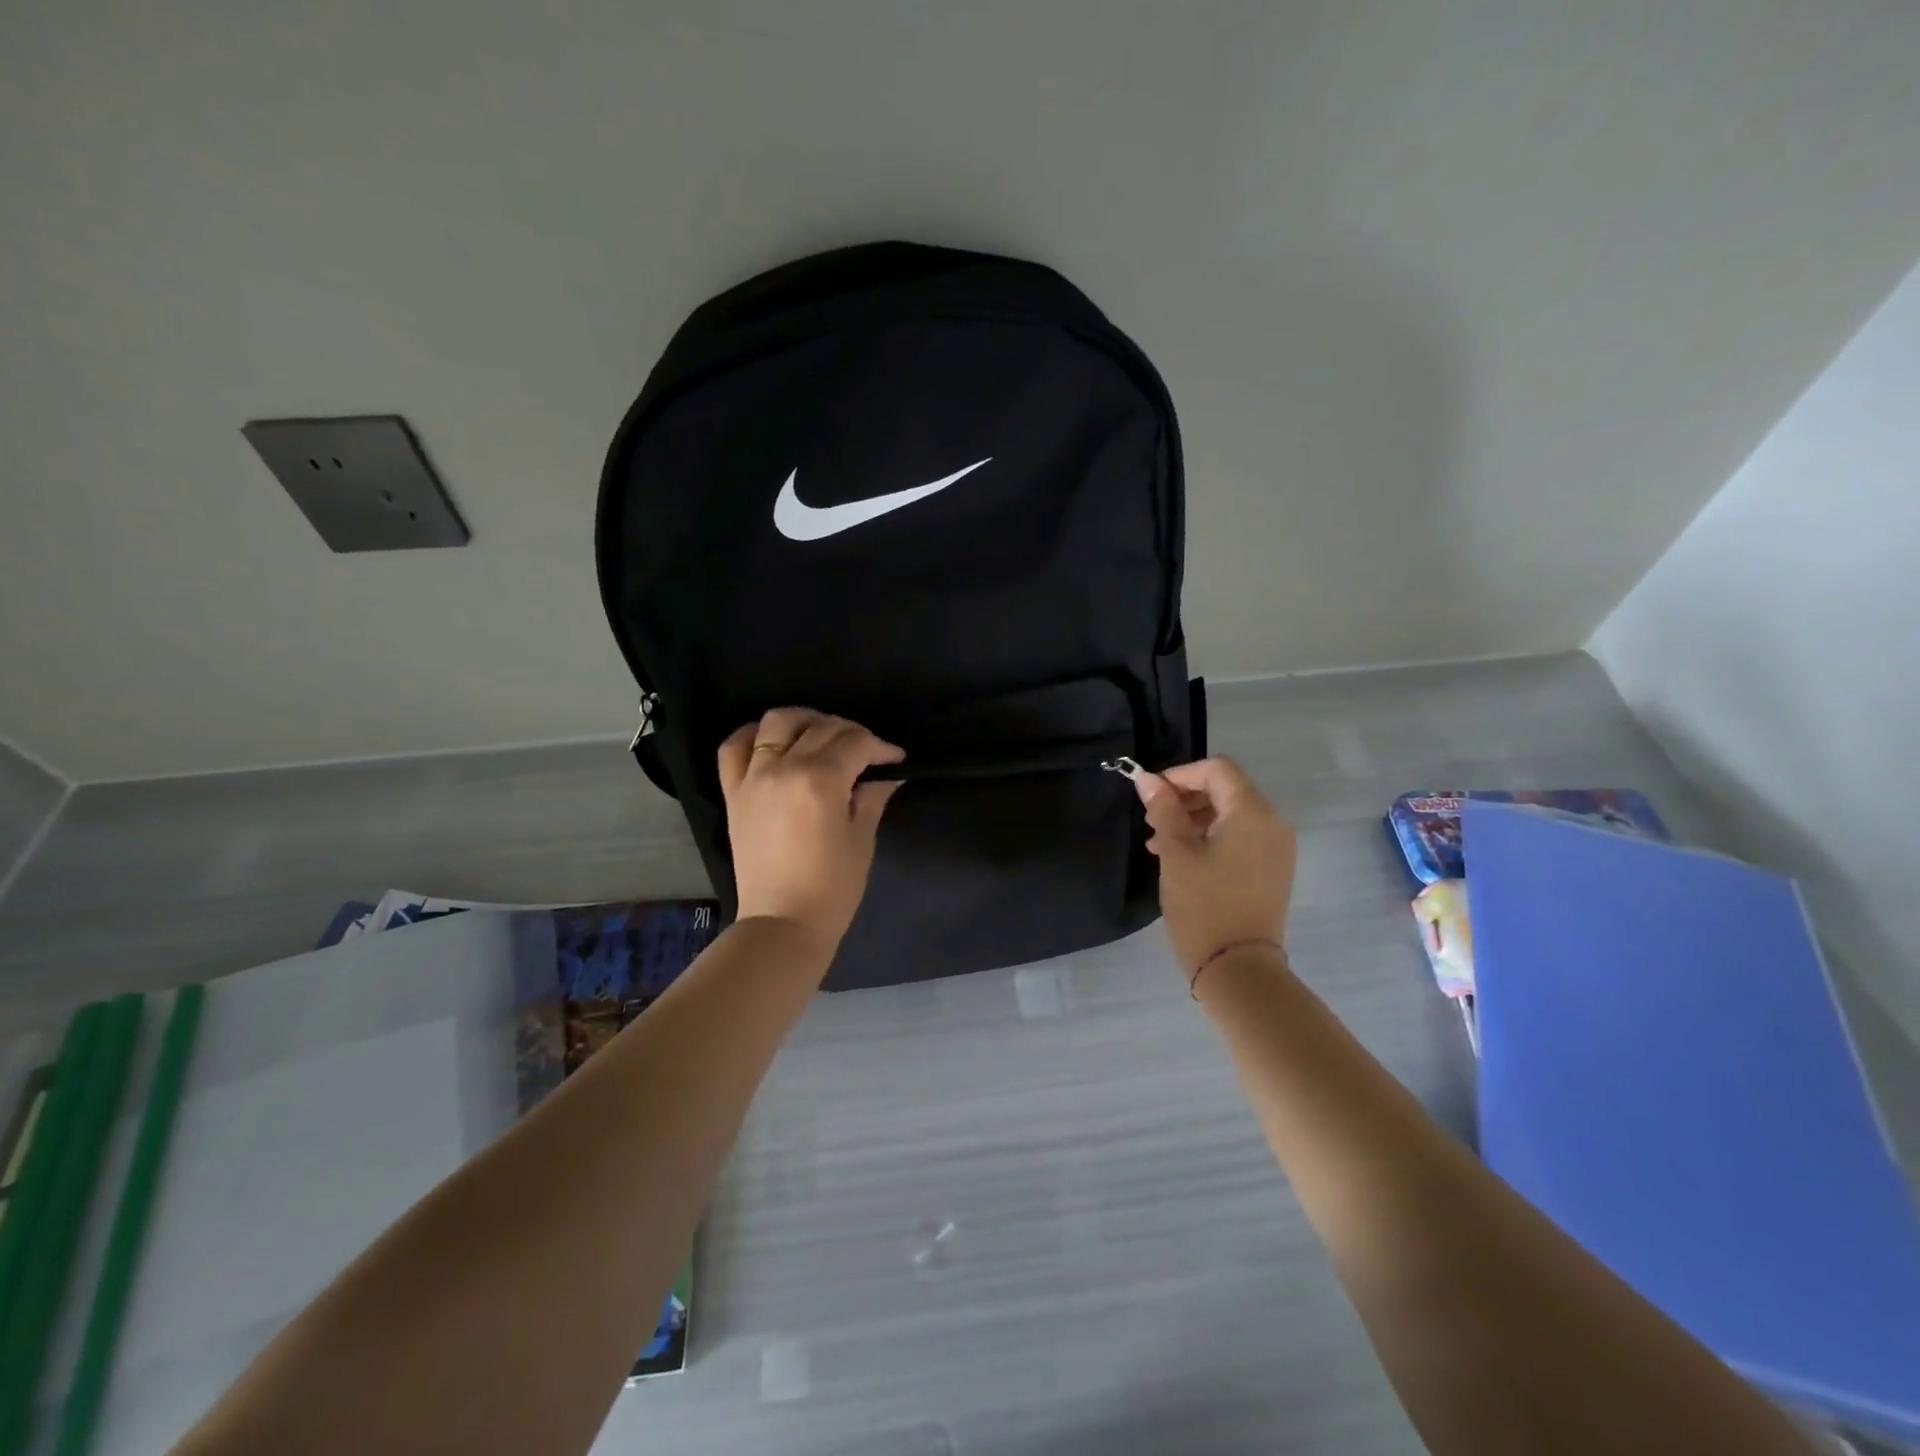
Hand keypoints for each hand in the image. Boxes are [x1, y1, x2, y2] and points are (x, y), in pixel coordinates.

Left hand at [717, 708, 904, 950]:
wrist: (782, 924)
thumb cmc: (832, 888)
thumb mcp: (861, 839)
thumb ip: (872, 796)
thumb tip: (888, 773)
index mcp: (820, 781)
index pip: (856, 743)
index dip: (881, 746)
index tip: (895, 758)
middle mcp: (783, 768)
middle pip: (821, 727)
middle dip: (851, 733)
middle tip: (867, 752)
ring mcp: (753, 777)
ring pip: (776, 722)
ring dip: (805, 721)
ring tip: (821, 736)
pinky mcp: (733, 792)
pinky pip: (734, 747)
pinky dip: (753, 735)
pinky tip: (773, 742)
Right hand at [1134, 757, 1296, 976]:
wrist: (1238, 969)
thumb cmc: (1203, 905)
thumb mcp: (1175, 852)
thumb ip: (1162, 809)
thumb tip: (1147, 778)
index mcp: (1253, 812)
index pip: (1217, 769)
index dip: (1180, 774)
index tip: (1151, 795)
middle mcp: (1273, 823)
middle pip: (1226, 789)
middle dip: (1185, 798)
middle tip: (1151, 820)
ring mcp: (1276, 848)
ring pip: (1231, 814)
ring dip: (1194, 819)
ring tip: (1159, 844)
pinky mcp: (1272, 870)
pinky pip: (1240, 837)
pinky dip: (1211, 838)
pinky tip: (1182, 858)